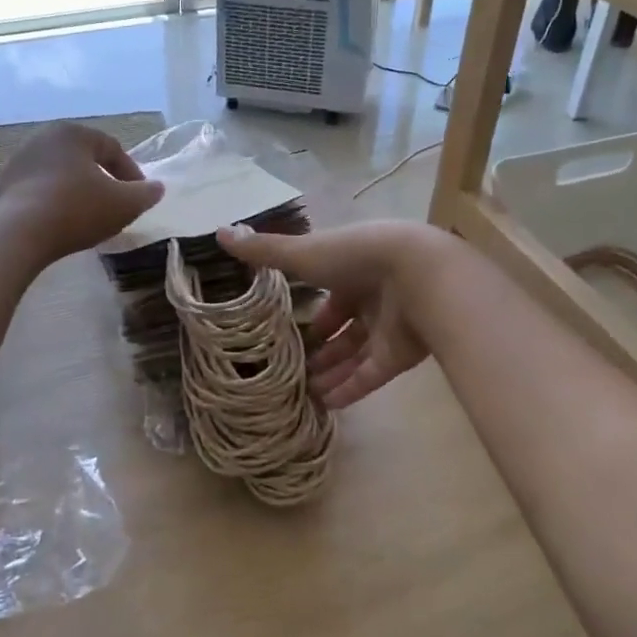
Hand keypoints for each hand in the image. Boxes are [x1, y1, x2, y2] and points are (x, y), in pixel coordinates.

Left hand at [0, 124, 163, 261]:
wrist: (18, 233)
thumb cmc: (77, 210)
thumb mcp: (124, 204)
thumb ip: (146, 194)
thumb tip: (157, 188)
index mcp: (74, 133)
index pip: (112, 148)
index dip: (131, 172)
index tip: (140, 196)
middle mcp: (44, 138)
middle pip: (84, 158)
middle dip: (103, 179)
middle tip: (116, 203)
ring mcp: (20, 161)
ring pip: (61, 173)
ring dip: (78, 190)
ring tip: (89, 215)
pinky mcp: (4, 185)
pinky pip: (40, 189)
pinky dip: (55, 201)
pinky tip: (62, 222)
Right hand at [216, 220, 446, 409]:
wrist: (418, 275)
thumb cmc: (356, 257)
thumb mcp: (304, 253)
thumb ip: (264, 250)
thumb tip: (219, 231)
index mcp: (352, 269)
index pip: (329, 296)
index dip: (310, 315)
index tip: (285, 333)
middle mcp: (372, 298)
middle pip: (343, 329)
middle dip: (319, 349)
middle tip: (290, 370)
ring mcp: (388, 328)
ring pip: (355, 356)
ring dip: (330, 373)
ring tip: (301, 393)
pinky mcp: (401, 356)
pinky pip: (370, 377)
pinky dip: (349, 390)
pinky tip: (324, 406)